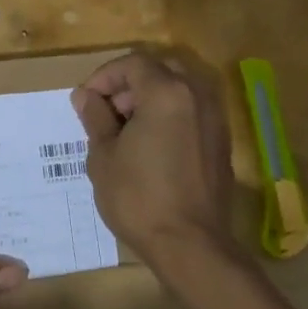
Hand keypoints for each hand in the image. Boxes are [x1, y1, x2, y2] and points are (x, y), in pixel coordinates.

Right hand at [71, 52, 237, 264]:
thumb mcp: (103, 156)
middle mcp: (197, 95)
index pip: (133, 63)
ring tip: (126, 130)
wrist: (190, 244)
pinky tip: (151, 146)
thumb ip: (96, 118)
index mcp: (167, 92)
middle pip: (160, 70)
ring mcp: (215, 118)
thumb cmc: (138, 197)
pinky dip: (170, 115)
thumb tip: (86, 96)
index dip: (104, 76)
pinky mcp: (222, 142)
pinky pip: (192, 112)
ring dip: (151, 98)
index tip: (86, 100)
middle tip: (107, 111)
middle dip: (129, 84)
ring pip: (180, 89)